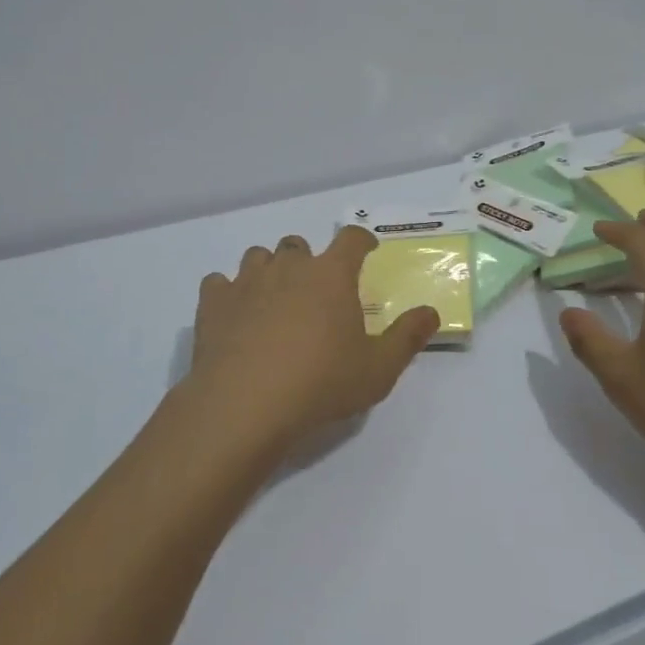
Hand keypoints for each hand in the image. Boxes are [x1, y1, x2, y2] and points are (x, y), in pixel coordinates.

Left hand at [183, 228, 439, 456]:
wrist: (244, 405)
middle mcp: (288, 267)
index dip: (361, 241)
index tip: (366, 250)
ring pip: (258, 256)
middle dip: (309, 260)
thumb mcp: (378, 369)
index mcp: (331, 275)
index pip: (351, 239)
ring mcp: (246, 281)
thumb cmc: (320, 384)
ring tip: (274, 299)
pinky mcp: (213, 303)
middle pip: (298, 245)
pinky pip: (219, 282)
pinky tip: (234, 314)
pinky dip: (228, 292)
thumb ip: (407, 338)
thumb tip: (431, 313)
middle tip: (315, 290)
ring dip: (269, 270)